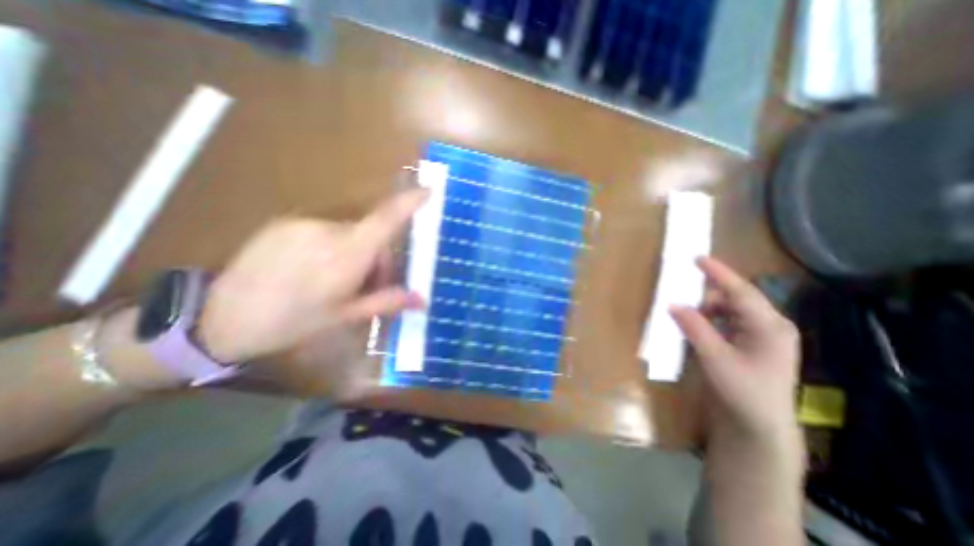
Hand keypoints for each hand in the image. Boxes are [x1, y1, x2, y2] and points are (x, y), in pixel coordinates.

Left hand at [197, 190, 427, 364]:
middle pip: (371, 233)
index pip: (384, 221)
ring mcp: (304, 225)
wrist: (220, 318)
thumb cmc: (292, 322)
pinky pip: (326, 231)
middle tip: (368, 286)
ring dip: (356, 253)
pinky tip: (315, 270)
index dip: (408, 203)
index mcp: (345, 257)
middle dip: (378, 257)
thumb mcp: (345, 317)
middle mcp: (327, 233)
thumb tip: (422, 300)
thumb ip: (386, 302)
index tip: (429, 190)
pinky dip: (334, 247)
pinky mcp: (287, 223)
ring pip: (350, 233)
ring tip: (337, 282)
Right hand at [676, 259, 803, 450]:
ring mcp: (761, 336)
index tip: (697, 258)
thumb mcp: (715, 358)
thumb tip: (672, 304)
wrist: (758, 427)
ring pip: (729, 310)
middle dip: (708, 293)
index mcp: (769, 327)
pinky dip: (709, 319)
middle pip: (735, 298)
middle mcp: (769, 326)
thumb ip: (694, 327)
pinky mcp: (750, 345)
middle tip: (680, 291)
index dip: (719, 273)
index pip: (741, 292)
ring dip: (706, 307)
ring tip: (684, 312)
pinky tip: (695, 326)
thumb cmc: (742, 392)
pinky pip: (727, 322)